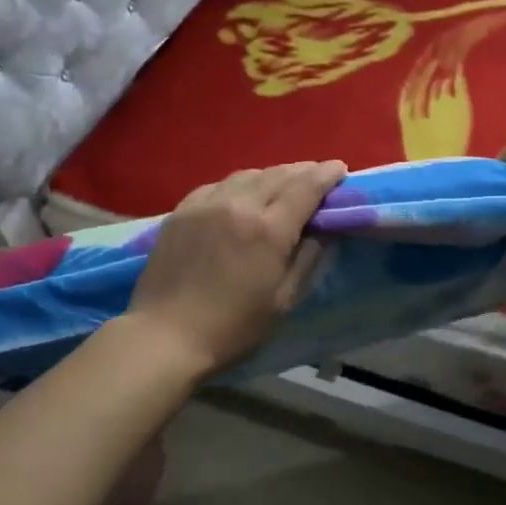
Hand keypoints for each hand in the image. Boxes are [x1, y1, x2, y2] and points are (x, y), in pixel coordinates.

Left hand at [125, 161, 346, 377]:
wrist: (165, 336)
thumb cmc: (233, 328)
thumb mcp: (283, 301)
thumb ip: (307, 260)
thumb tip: (322, 231)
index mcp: (268, 229)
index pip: (306, 187)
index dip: (326, 174)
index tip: (340, 168)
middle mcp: (238, 205)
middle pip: (277, 175)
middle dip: (302, 171)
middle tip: (317, 176)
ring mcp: (205, 205)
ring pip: (246, 175)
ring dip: (271, 175)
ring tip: (282, 183)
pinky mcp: (180, 212)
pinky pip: (217, 186)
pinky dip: (238, 184)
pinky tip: (241, 194)